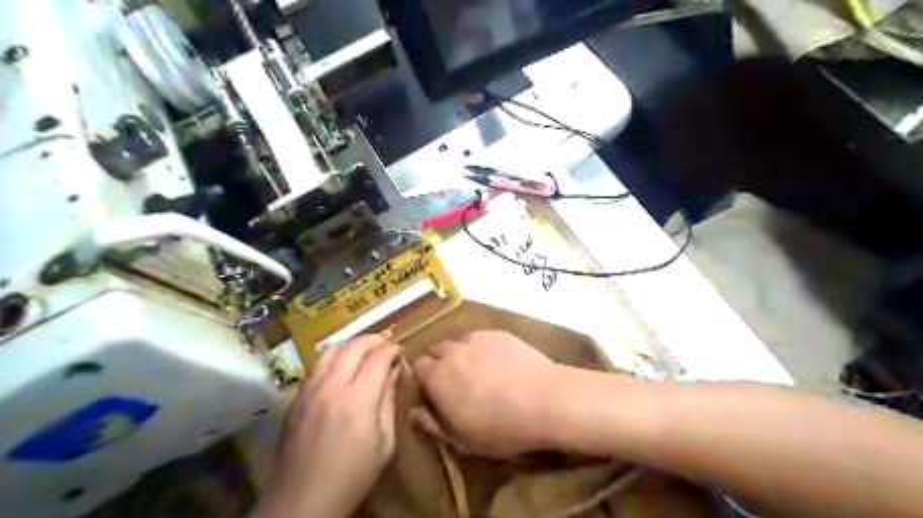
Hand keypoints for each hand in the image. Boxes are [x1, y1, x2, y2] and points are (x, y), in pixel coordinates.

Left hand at [253, 337, 398, 517]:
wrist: (302, 500)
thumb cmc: (353, 476)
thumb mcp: (384, 443)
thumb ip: (388, 401)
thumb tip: (394, 372)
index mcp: (358, 399)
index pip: (378, 357)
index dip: (392, 349)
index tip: (400, 351)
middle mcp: (331, 386)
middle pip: (353, 346)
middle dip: (373, 339)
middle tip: (385, 343)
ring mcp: (309, 390)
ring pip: (329, 350)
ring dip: (350, 344)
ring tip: (362, 351)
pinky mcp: (295, 398)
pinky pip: (314, 366)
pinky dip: (332, 358)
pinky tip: (340, 369)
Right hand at [415, 330, 567, 455]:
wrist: (545, 399)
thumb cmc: (501, 427)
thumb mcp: (462, 438)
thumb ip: (432, 423)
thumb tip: (413, 412)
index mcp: (438, 377)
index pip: (416, 366)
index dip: (421, 377)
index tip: (430, 389)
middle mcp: (453, 351)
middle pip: (436, 350)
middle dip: (438, 362)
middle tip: (453, 381)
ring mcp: (477, 339)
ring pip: (459, 342)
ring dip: (461, 354)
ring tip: (477, 370)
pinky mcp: (499, 334)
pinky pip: (481, 338)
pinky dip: (482, 348)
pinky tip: (499, 363)